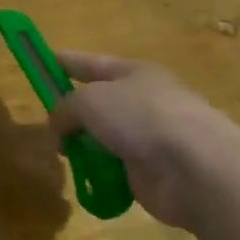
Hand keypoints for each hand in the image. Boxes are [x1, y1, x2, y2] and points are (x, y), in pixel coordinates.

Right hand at [47, 51, 239, 231]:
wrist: (195, 169)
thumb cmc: (141, 118)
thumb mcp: (90, 101)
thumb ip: (65, 108)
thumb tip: (58, 124)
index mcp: (134, 73)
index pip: (93, 63)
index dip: (68, 62)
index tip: (45, 61)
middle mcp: (143, 102)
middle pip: (99, 103)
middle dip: (73, 112)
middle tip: (49, 124)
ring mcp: (149, 138)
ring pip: (104, 137)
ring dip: (84, 145)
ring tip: (64, 154)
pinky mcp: (150, 172)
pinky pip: (114, 168)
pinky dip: (99, 172)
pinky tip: (86, 178)